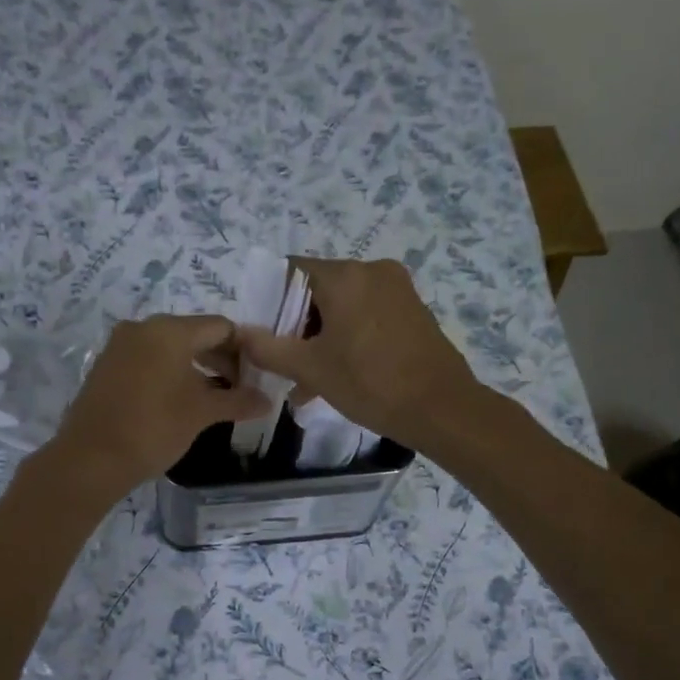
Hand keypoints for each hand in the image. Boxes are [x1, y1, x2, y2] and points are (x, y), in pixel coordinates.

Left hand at [49, 314, 268, 501]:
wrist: (90, 459)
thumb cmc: (154, 428)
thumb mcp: (202, 413)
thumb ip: (238, 401)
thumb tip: (268, 400)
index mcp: (170, 330)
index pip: (220, 327)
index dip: (244, 349)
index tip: (257, 374)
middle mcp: (143, 328)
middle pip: (195, 334)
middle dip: (220, 358)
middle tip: (239, 388)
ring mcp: (120, 345)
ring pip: (170, 347)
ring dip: (196, 367)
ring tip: (213, 397)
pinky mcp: (106, 365)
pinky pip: (148, 359)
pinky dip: (169, 372)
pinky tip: (179, 399)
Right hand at [239, 257, 479, 448]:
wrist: (441, 408)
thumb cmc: (370, 383)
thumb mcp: (310, 368)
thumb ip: (268, 348)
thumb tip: (239, 334)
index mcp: (345, 276)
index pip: (291, 271)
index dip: (270, 300)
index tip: (262, 333)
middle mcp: (372, 271)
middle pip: (318, 289)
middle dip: (297, 325)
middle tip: (284, 362)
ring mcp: (397, 290)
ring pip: (344, 306)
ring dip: (321, 337)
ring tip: (307, 380)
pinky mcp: (413, 311)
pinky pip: (368, 316)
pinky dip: (348, 337)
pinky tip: (338, 374)